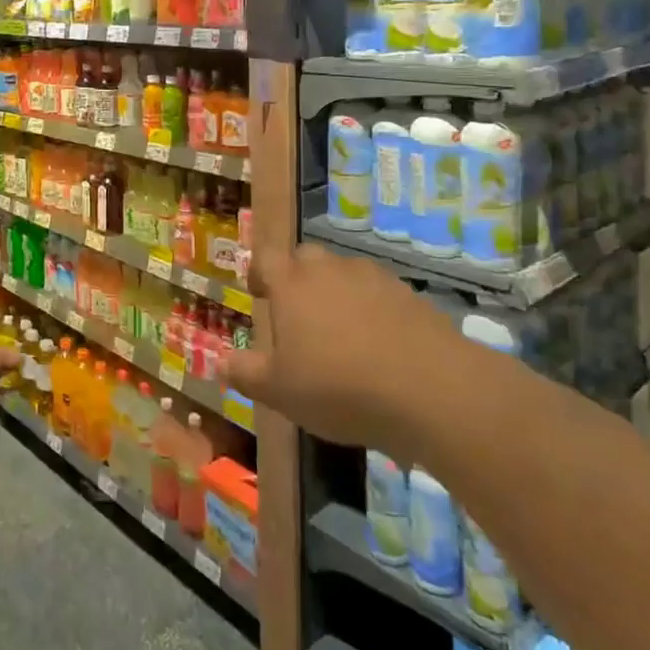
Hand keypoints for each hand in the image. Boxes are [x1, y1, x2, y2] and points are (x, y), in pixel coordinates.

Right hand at [223, 242, 459, 452]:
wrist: (431, 390)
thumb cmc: (339, 387)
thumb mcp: (280, 391)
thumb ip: (246, 373)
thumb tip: (219, 361)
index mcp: (292, 284)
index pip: (265, 258)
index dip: (258, 273)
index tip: (259, 295)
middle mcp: (330, 269)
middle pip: (306, 259)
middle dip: (298, 280)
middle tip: (298, 317)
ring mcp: (374, 278)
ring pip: (345, 275)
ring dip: (337, 294)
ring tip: (341, 336)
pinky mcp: (410, 295)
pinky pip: (380, 295)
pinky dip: (373, 311)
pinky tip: (380, 348)